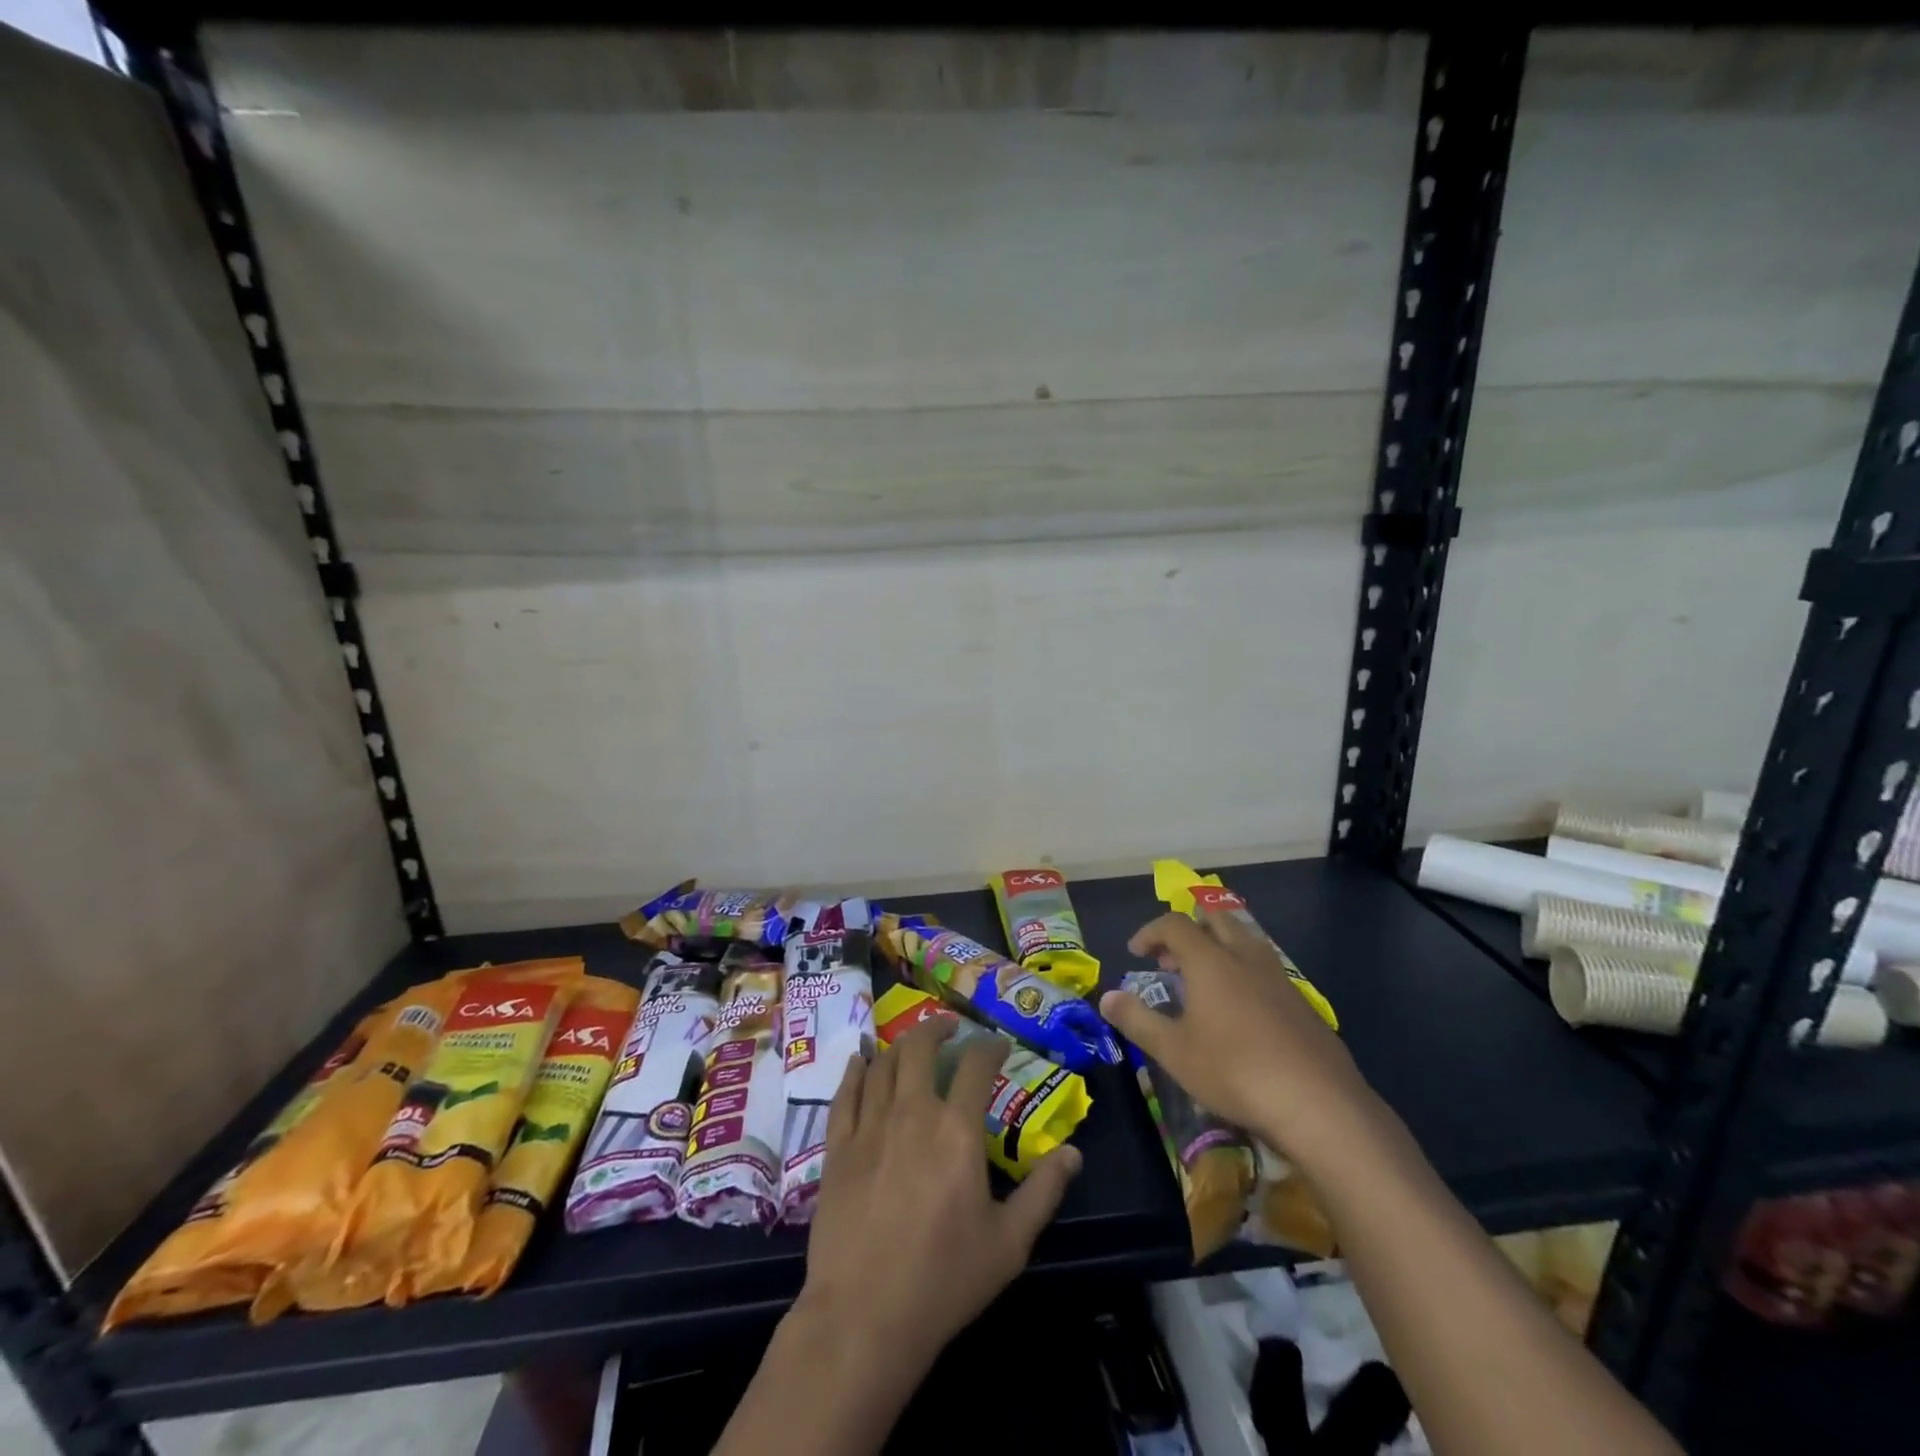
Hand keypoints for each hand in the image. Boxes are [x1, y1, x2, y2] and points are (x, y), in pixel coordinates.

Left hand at [797, 1019, 1083, 1369]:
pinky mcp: (838, 1146)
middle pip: (920, 1047)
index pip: (976, 1065)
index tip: (998, 1045)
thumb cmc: (944, 1280)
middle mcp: (912, 1112)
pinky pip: (845, 1092)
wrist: (865, 1316)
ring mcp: (869, 1125)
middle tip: (949, 1029)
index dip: (990, 1046)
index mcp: (957, 1130)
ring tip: (912, 1044)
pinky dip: (856, 1070)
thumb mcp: (1009, 1242)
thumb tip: (1073, 1153)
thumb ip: (1043, 1192)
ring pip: (883, 1063)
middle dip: (937, 1029)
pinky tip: (861, 1061)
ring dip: (900, 1045)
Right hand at [1099, 912, 1376, 1159]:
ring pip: (1245, 940)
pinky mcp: (1302, 1002)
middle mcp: (1245, 957)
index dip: (1150, 932)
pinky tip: (1240, 1012)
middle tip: (1170, 960)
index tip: (1136, 952)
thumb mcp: (1174, 1051)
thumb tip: (1106, 997)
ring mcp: (1278, 978)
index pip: (1174, 924)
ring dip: (1218, 948)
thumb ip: (1137, 1020)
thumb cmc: (1234, 1071)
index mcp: (1210, 961)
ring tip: (1203, 982)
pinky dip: (1243, 972)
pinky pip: (1264, 968)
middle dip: (1188, 930)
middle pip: (1215, 919)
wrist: (1318, 1103)